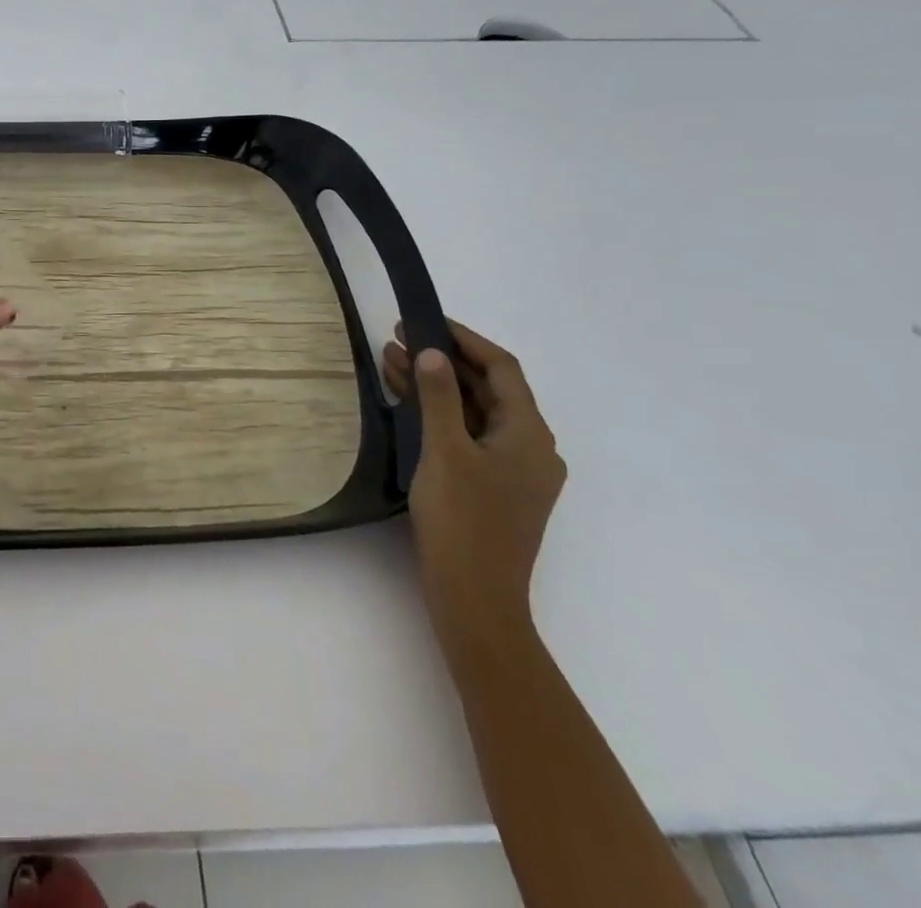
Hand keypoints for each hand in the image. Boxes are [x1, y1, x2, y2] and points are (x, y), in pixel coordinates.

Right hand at [383, 319, 565, 653]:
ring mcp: (514, 471)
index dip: (465, 339)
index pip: (502, 369)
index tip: (426, 320)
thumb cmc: (463, 520)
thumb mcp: (445, 451)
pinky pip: (468, 436)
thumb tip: (433, 353)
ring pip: (474, 413)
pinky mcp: (495, 488)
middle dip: (443, 361)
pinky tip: (404, 404)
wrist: (475, 599)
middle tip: (398, 338)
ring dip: (436, 387)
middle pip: (488, 389)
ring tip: (389, 361)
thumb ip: (440, 397)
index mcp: (529, 434)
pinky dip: (439, 416)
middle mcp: (531, 448)